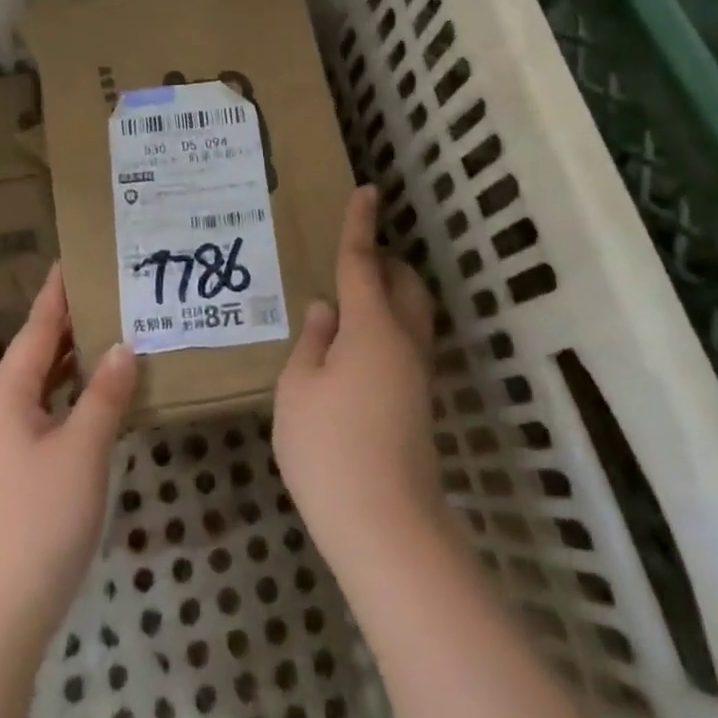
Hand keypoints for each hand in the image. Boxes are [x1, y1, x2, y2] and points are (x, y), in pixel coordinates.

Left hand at [0, 263, 137, 649]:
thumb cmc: (40, 519)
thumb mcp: (82, 450)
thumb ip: (104, 394)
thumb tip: (123, 346)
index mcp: (7, 395)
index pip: (37, 329)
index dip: (56, 293)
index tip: (73, 258)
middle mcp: (2, 410)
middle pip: (38, 352)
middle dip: (70, 320)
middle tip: (109, 288)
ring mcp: (7, 443)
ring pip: (44, 384)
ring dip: (73, 357)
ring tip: (111, 327)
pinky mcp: (18, 470)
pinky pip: (48, 411)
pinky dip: (73, 393)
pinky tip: (100, 392)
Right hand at [274, 185, 443, 572]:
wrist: (386, 527)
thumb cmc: (329, 449)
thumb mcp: (297, 389)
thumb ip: (312, 342)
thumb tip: (327, 312)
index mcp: (370, 326)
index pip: (363, 261)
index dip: (361, 224)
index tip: (368, 190)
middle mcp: (403, 341)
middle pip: (405, 283)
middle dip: (384, 260)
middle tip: (352, 257)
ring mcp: (417, 373)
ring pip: (412, 313)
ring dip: (390, 292)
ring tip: (351, 298)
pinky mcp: (419, 401)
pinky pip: (406, 341)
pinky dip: (388, 324)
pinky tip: (355, 346)